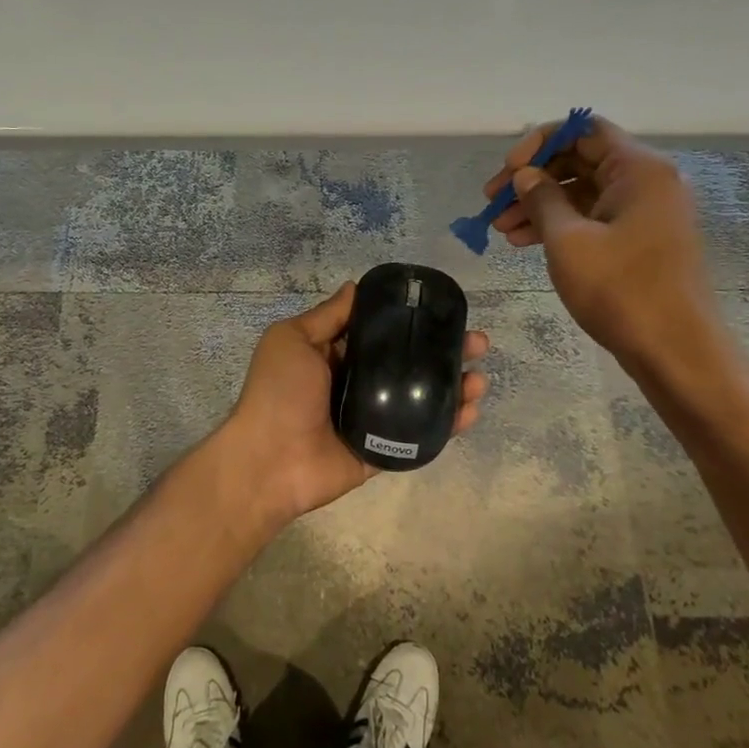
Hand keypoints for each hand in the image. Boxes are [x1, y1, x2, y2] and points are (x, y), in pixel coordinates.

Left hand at [224, 283, 489, 523]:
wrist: (269, 461)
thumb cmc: (278, 392)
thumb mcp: (292, 340)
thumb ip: (326, 316)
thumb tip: (355, 286)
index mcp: (334, 356)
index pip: (380, 333)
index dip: (411, 321)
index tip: (443, 311)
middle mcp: (356, 383)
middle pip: (408, 363)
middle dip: (444, 351)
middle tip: (477, 343)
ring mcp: (373, 419)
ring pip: (421, 397)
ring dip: (454, 385)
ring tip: (479, 377)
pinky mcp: (384, 449)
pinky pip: (421, 434)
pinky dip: (448, 423)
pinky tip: (470, 409)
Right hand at [482, 116, 730, 382]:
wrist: (674, 350)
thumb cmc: (620, 289)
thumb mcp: (568, 241)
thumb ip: (542, 199)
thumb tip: (526, 175)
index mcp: (638, 169)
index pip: (584, 131)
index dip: (540, 144)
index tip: (509, 172)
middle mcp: (647, 182)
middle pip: (580, 160)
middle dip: (533, 179)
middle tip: (492, 203)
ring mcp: (645, 212)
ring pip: (582, 192)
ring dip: (539, 205)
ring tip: (500, 229)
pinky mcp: (639, 240)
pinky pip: (593, 218)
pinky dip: (559, 225)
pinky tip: (524, 242)